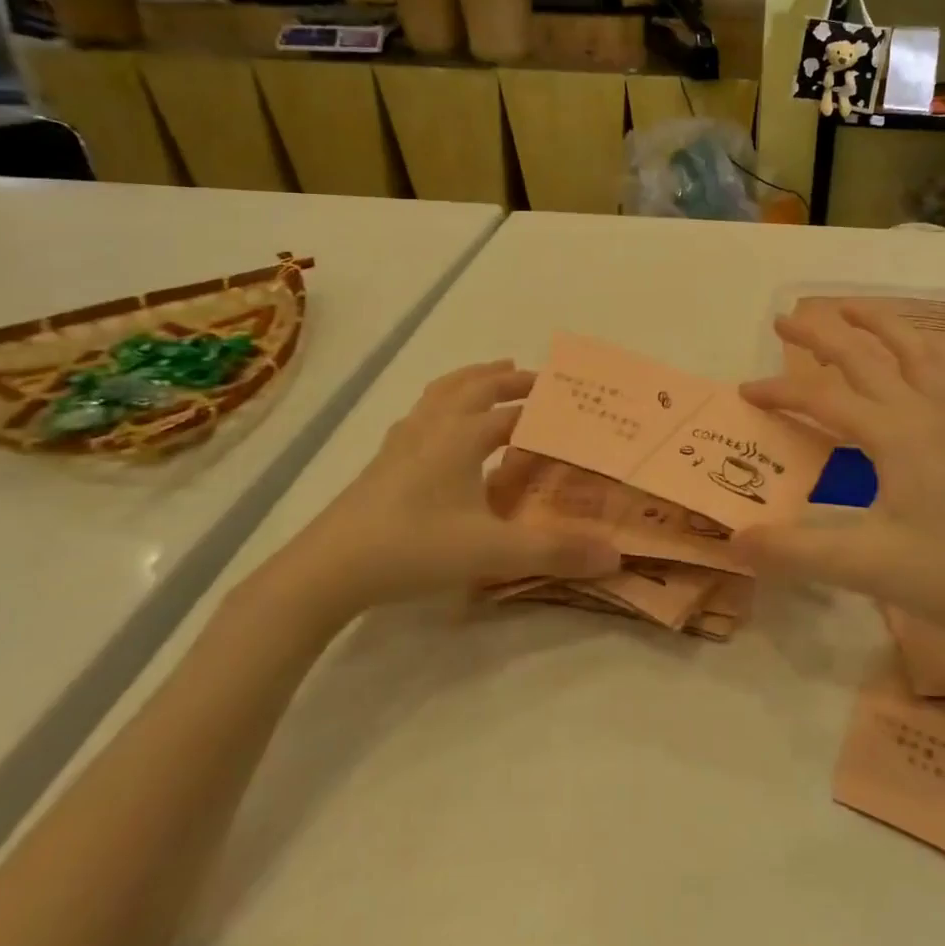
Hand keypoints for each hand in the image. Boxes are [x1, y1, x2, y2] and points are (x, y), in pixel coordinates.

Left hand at [257, 361, 620, 625]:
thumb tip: (616, 555)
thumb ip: (554, 552)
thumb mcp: (492, 553)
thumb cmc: (414, 548)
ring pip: (441, 393)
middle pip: (474, 386)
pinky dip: (441, 405)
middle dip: (507, 379)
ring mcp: (402, 443)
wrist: (328, 569)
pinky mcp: (382, 462)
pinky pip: (420, 416)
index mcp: (462, 437)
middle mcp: (433, 428)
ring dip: (471, 380)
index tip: (570, 403)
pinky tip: (438, 428)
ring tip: (490, 376)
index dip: (542, 405)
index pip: (512, 411)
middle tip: (535, 378)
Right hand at [735, 305, 944, 631]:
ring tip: (848, 309)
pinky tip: (904, 359)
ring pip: (912, 352)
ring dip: (878, 325)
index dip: (780, 392)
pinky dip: (911, 351)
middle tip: (783, 320)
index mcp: (893, 434)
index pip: (823, 398)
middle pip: (865, 357)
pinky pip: (934, 374)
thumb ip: (795, 551)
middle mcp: (919, 414)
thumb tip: (735, 540)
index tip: (744, 393)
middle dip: (822, 334)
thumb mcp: (864, 566)